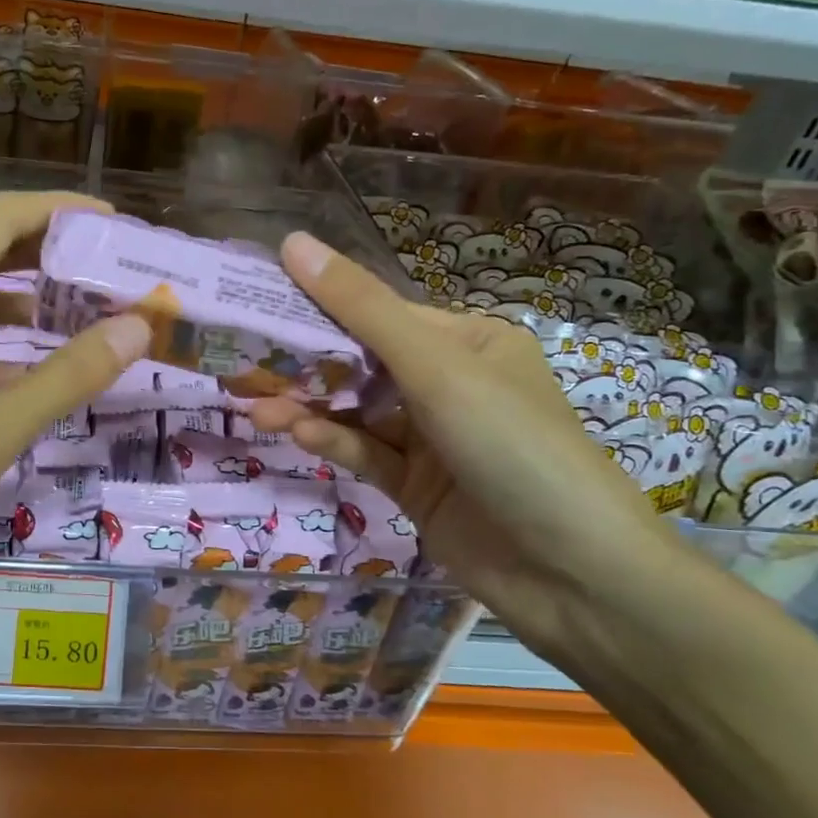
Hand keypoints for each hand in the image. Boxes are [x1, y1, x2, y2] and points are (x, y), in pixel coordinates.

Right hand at [249, 233, 691, 659]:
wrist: (574, 574)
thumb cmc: (512, 445)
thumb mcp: (436, 368)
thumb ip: (362, 310)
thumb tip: (293, 242)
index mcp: (468, 342)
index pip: (379, 313)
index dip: (319, 307)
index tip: (258, 303)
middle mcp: (449, 383)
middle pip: (362, 362)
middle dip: (307, 363)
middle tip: (244, 360)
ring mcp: (432, 439)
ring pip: (357, 411)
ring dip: (310, 406)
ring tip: (256, 407)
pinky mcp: (416, 486)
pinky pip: (365, 452)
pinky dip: (331, 441)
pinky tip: (294, 432)